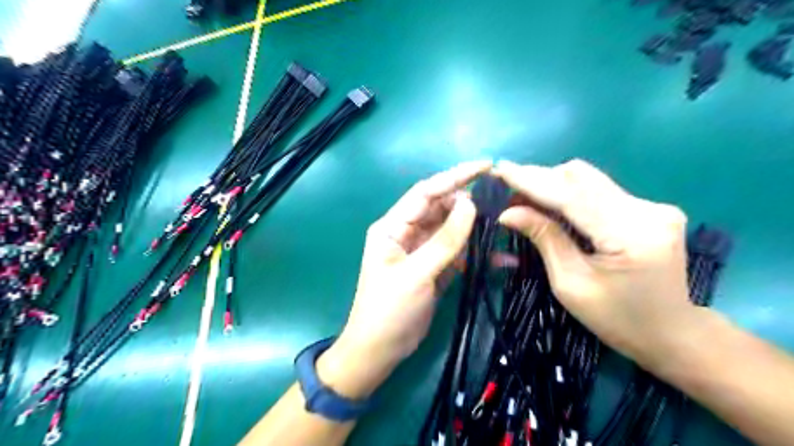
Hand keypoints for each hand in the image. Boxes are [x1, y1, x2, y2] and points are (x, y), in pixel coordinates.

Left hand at [317, 161, 490, 398]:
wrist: (380, 351)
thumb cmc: (389, 310)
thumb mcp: (416, 274)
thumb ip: (444, 240)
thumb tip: (469, 204)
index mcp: (393, 227)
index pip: (426, 192)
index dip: (455, 177)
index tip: (485, 166)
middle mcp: (407, 233)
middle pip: (441, 208)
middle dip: (469, 202)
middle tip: (501, 198)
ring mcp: (422, 251)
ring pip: (452, 230)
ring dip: (476, 228)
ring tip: (505, 224)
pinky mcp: (435, 269)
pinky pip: (458, 253)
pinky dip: (477, 255)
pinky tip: (501, 260)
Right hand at [495, 158, 692, 365]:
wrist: (671, 332)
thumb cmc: (616, 319)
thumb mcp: (570, 284)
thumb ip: (544, 239)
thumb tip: (508, 212)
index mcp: (631, 235)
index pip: (572, 195)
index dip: (532, 181)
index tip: (500, 170)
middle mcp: (647, 211)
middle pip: (582, 177)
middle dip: (540, 179)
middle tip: (508, 188)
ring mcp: (653, 207)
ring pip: (589, 179)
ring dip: (553, 184)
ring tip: (524, 196)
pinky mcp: (649, 209)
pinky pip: (599, 190)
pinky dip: (570, 194)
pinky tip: (551, 204)